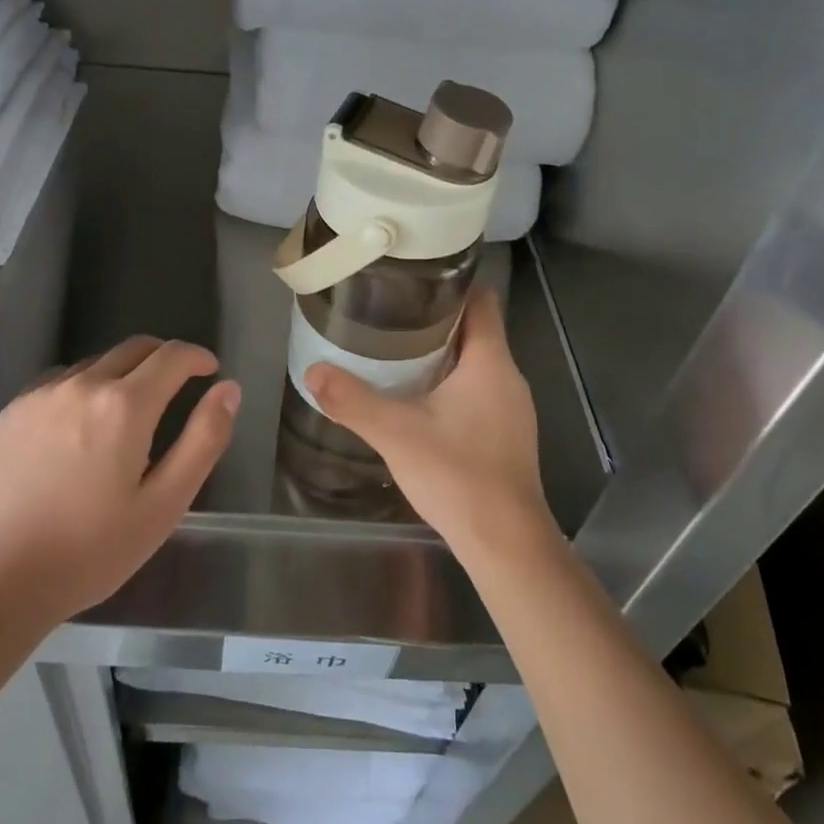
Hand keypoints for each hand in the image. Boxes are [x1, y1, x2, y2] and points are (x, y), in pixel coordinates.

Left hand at [0, 336, 238, 622]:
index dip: (197, 357)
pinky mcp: (13, 410)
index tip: (210, 371)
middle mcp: (83, 384)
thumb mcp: (163, 505)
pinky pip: (62, 380)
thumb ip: (203, 440)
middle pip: (135, 348)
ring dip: (124, 373)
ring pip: (97, 363)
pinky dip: (86, 387)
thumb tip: (228, 389)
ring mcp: (42, 394)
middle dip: (164, 358)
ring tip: (130, 413)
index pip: (172, 356)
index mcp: (124, 405)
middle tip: (178, 386)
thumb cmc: (90, 550)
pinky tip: (82, 425)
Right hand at [305, 286, 553, 566]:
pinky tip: (418, 399)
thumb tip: (312, 371)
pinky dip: (451, 382)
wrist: (506, 544)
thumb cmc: (458, 476)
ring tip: (395, 351)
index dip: (451, 284)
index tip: (412, 280)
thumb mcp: (396, 434)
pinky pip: (478, 389)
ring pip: (476, 361)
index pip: (481, 300)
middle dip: (435, 318)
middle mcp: (508, 377)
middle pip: (475, 328)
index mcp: (490, 362)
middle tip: (389, 314)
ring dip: (442, 352)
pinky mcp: (506, 433)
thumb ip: (352, 400)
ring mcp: (511, 408)